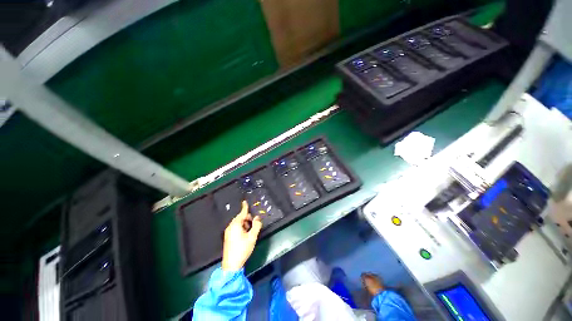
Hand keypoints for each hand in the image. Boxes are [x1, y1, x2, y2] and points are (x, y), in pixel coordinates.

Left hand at [222, 201, 262, 271]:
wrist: (231, 265)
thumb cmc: (242, 249)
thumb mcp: (252, 237)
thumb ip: (256, 225)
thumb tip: (258, 218)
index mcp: (236, 224)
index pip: (242, 213)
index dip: (245, 207)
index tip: (245, 201)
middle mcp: (230, 226)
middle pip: (240, 218)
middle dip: (248, 219)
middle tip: (254, 224)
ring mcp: (228, 232)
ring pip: (238, 224)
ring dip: (245, 224)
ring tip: (251, 232)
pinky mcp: (228, 237)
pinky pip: (236, 228)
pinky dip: (242, 228)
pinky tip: (246, 235)